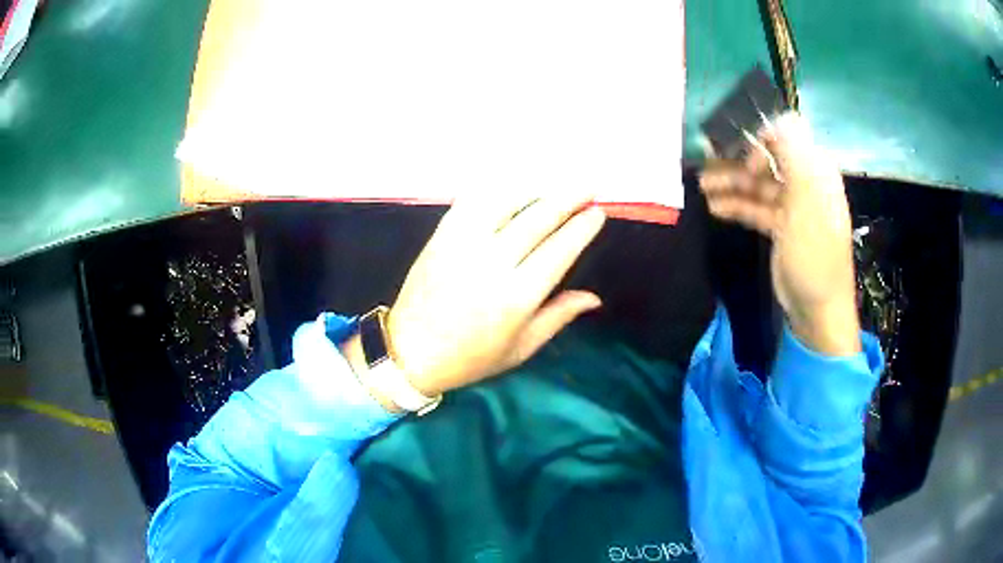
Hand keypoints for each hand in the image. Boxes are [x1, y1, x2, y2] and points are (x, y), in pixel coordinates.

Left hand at [381, 195, 605, 396]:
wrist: (410, 351)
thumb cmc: (470, 357)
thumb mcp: (521, 348)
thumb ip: (558, 316)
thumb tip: (595, 297)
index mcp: (517, 296)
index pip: (559, 249)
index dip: (582, 227)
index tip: (597, 212)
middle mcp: (492, 263)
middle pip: (538, 218)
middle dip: (568, 198)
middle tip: (588, 187)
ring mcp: (463, 244)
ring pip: (506, 201)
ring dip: (537, 188)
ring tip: (556, 182)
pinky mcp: (441, 235)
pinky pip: (472, 201)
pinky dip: (496, 188)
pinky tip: (513, 184)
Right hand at [700, 113, 859, 355]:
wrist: (818, 309)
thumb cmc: (815, 255)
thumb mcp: (807, 204)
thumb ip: (794, 157)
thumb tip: (779, 115)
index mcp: (815, 171)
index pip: (785, 137)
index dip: (760, 137)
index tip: (738, 148)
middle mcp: (804, 182)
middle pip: (767, 159)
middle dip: (738, 159)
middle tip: (706, 163)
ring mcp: (791, 206)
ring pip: (758, 184)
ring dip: (732, 182)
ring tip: (703, 186)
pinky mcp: (780, 227)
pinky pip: (756, 207)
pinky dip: (737, 205)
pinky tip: (715, 207)